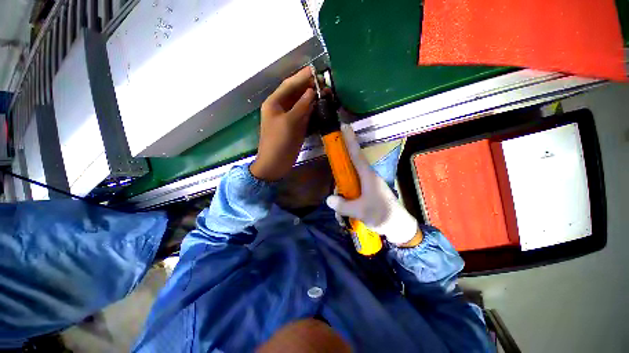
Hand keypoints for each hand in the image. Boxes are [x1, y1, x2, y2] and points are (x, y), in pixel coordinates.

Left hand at [250, 67, 315, 180]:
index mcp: (274, 103)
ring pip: (302, 104)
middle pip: (296, 94)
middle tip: (324, 82)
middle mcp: (281, 108)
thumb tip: (312, 91)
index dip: (301, 77)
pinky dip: (313, 110)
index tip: (315, 70)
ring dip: (312, 98)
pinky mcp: (296, 127)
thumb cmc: (278, 141)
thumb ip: (301, 105)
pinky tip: (321, 106)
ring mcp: (289, 118)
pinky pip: (305, 115)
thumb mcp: (289, 122)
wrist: (275, 163)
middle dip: (309, 87)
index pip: (289, 85)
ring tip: (326, 92)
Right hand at [326, 124, 421, 245]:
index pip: (356, 154)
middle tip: (337, 192)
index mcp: (367, 175)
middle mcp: (367, 176)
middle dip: (340, 176)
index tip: (344, 127)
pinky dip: (347, 198)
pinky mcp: (368, 192)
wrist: (398, 226)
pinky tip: (345, 211)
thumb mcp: (360, 211)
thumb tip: (328, 199)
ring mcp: (368, 184)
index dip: (350, 140)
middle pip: (349, 167)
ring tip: (342, 211)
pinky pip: (353, 189)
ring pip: (350, 181)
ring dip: (343, 193)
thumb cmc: (381, 214)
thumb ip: (342, 205)